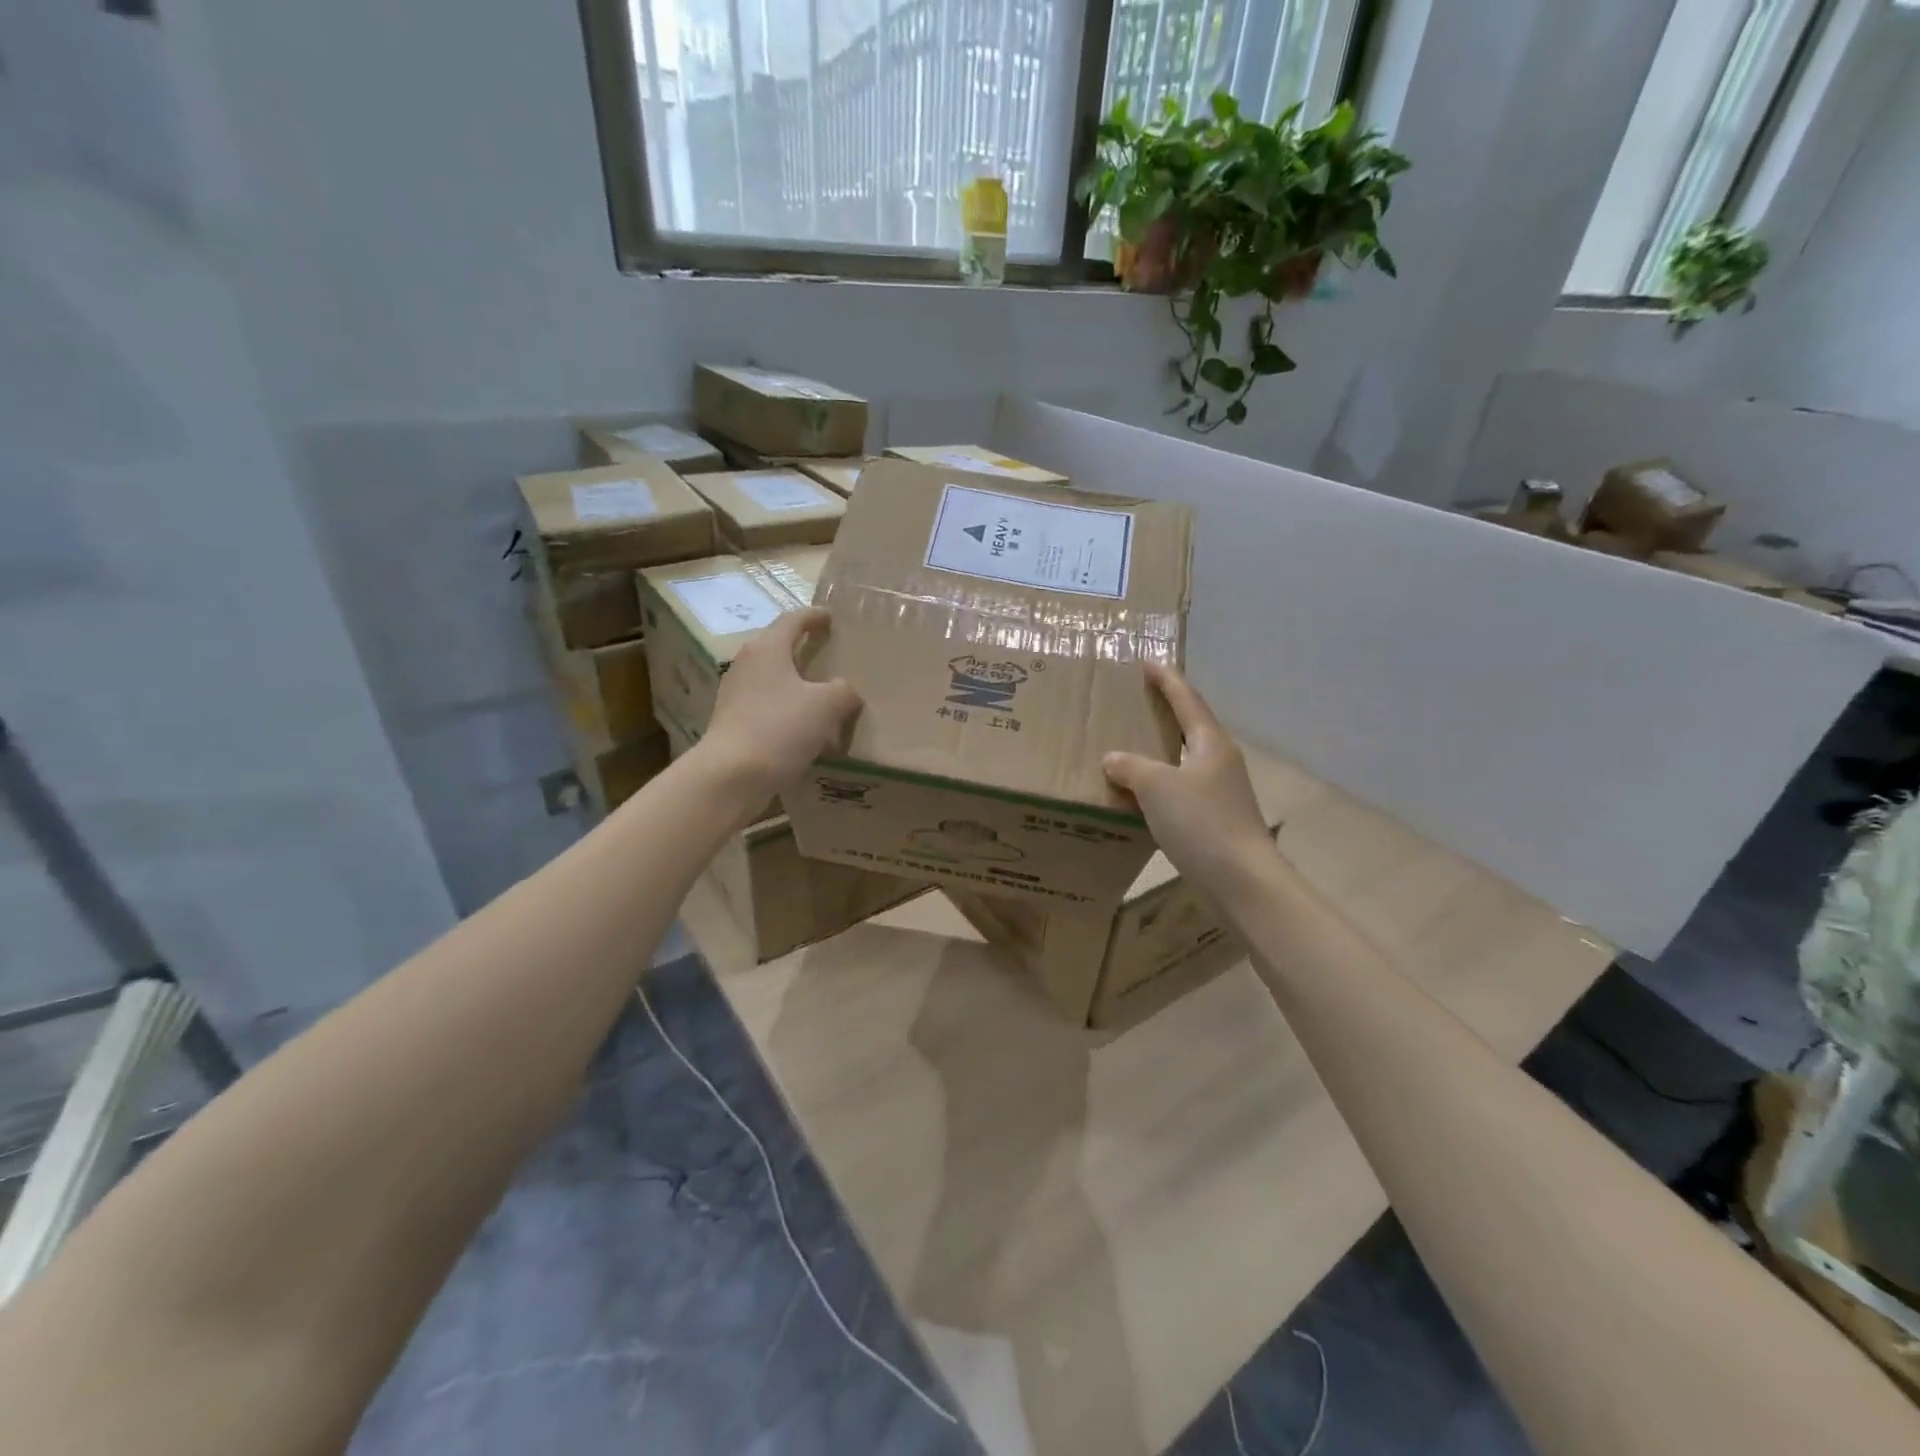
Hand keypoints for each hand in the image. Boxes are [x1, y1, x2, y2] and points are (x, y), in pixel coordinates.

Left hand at [697, 608, 861, 816]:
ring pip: (773, 681)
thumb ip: (844, 691)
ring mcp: (736, 696)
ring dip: (797, 686)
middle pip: (779, 649)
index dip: (814, 617)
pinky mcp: (733, 724)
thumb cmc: (779, 728)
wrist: (730, 776)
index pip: (792, 620)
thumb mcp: (827, 706)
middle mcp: (747, 665)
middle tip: (830, 657)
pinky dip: (787, 713)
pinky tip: (806, 732)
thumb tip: (846, 692)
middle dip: (804, 652)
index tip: (830, 617)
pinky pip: (767, 709)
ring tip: (823, 698)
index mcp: (767, 649)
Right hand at [1104, 664, 1278, 902]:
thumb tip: (1114, 759)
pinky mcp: (1215, 820)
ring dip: (1159, 753)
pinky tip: (1139, 797)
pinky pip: (1181, 791)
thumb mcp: (1157, 786)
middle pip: (1190, 727)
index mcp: (1210, 743)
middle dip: (1165, 713)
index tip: (1149, 662)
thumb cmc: (1201, 822)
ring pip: (1184, 762)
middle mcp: (1219, 761)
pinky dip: (1159, 786)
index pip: (1187, 699)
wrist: (1241, 880)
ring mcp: (1221, 792)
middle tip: (1136, 702)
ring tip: (1130, 748)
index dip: (1167, 680)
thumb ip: (1131, 766)